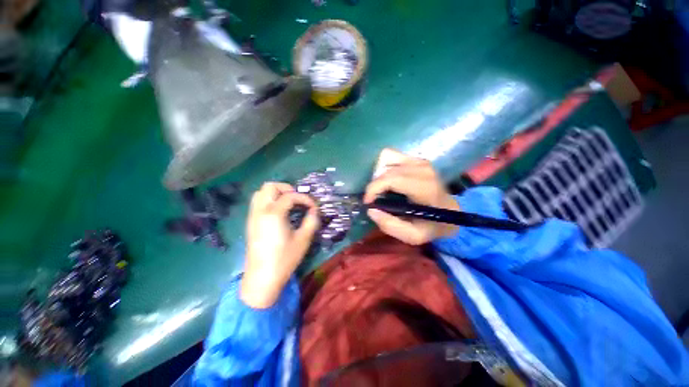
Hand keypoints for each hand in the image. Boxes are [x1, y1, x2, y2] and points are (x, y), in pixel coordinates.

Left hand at [241, 182, 319, 307]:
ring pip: (260, 193)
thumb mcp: (303, 239)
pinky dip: (269, 200)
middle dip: (286, 188)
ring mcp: (253, 216)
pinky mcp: (250, 223)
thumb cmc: (284, 259)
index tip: (314, 207)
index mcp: (274, 214)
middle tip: (298, 199)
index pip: (290, 196)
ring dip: (276, 193)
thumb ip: (311, 221)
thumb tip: (314, 210)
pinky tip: (279, 212)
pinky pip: (258, 202)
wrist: (262, 278)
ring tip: (289, 203)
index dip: (305, 198)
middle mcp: (260, 211)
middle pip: (270, 186)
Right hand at [364, 149, 459, 244]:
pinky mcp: (417, 159)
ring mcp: (420, 161)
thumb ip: (390, 226)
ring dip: (379, 174)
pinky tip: (389, 181)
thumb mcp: (413, 235)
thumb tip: (371, 209)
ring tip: (382, 189)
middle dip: (374, 184)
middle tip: (375, 199)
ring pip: (386, 157)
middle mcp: (423, 169)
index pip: (391, 179)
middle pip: (386, 169)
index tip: (367, 202)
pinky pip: (392, 156)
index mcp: (424, 188)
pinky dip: (385, 167)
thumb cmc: (431, 225)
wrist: (449, 211)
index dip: (373, 188)